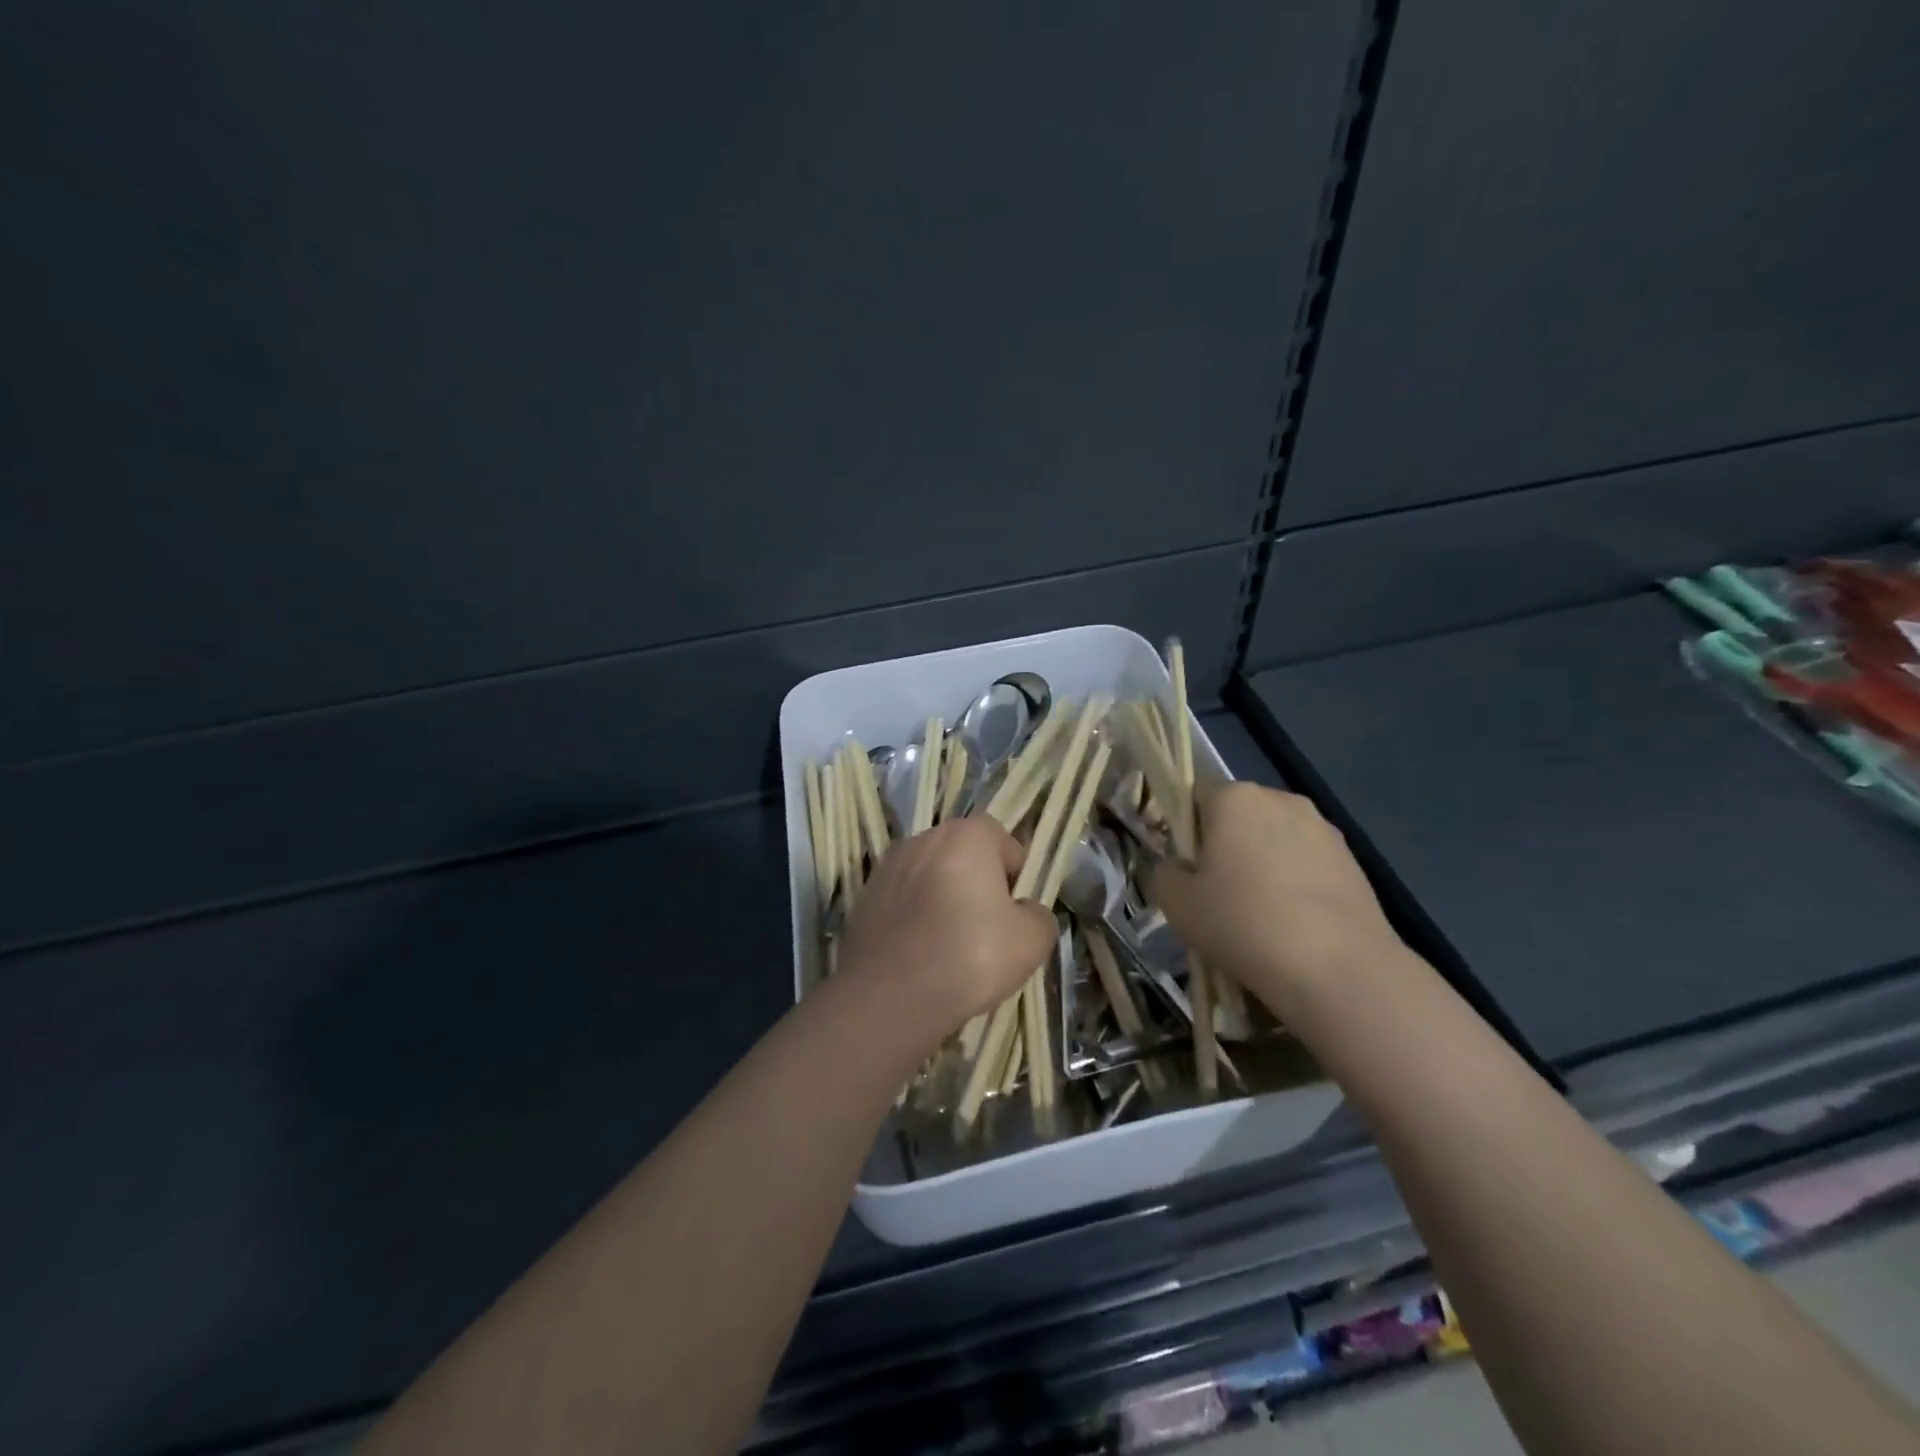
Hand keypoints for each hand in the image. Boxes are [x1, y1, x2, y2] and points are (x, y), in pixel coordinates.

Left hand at [837, 818, 1057, 1042]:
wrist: (891, 996)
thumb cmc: (970, 956)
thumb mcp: (1032, 941)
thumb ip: (1039, 916)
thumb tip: (1026, 913)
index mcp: (965, 836)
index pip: (1001, 838)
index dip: (1014, 871)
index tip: (1015, 908)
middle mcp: (922, 839)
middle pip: (961, 853)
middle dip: (976, 881)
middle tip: (987, 926)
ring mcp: (887, 867)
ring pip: (929, 876)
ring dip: (942, 897)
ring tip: (950, 943)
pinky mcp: (863, 898)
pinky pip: (902, 900)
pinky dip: (913, 916)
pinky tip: (920, 953)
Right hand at [1152, 782, 1405, 1016]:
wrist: (1339, 970)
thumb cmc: (1244, 923)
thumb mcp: (1177, 904)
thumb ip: (1165, 873)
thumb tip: (1179, 867)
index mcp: (1234, 797)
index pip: (1194, 796)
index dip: (1185, 830)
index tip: (1187, 869)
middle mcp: (1281, 799)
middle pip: (1238, 815)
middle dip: (1226, 845)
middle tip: (1218, 894)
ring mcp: (1323, 828)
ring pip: (1275, 839)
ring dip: (1263, 863)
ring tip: (1261, 914)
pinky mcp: (1353, 860)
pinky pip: (1308, 862)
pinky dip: (1296, 883)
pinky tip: (1294, 924)